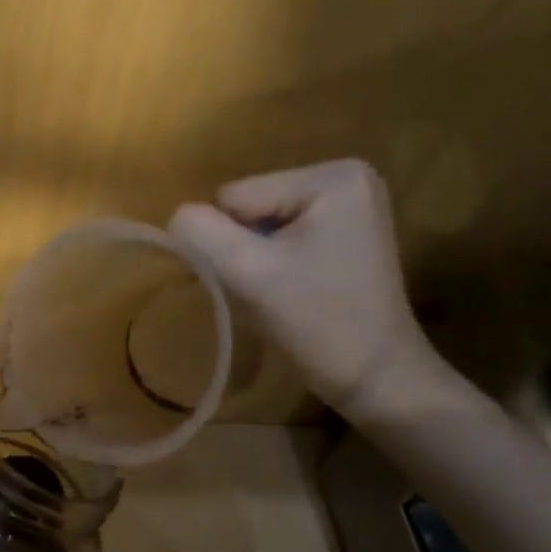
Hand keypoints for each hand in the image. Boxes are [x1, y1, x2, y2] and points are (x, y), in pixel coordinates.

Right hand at [169, 159, 447, 421]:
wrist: (374, 375)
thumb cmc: (318, 321)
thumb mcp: (249, 273)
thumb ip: (202, 234)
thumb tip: (176, 217)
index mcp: (331, 176)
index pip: (234, 197)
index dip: (230, 242)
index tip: (260, 279)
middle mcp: (345, 177)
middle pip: (249, 207)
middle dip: (246, 249)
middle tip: (270, 289)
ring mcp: (348, 205)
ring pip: (259, 225)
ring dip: (256, 260)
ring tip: (283, 292)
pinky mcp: (344, 232)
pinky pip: (280, 237)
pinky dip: (273, 265)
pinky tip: (293, 289)